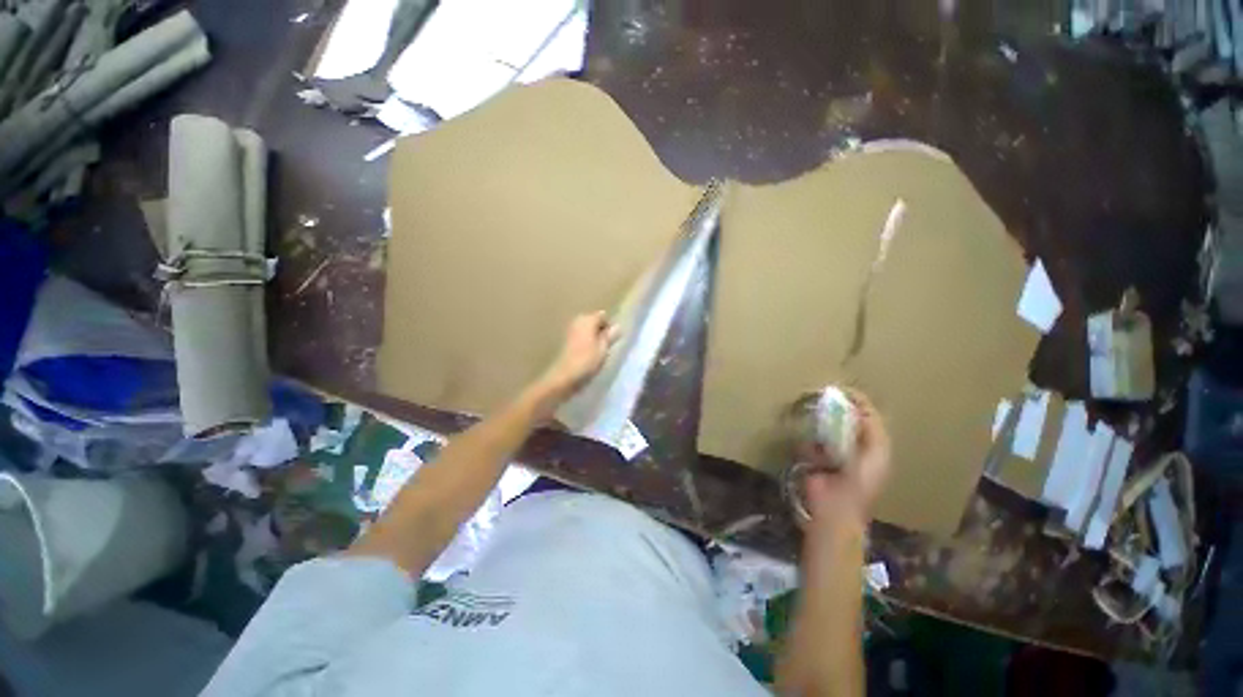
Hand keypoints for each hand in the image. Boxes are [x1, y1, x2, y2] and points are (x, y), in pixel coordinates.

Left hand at [534, 311, 618, 401]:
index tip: (612, 340)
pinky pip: (580, 336)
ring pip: (587, 329)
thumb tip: (617, 326)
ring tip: (597, 351)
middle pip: (593, 321)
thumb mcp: (603, 348)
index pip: (603, 316)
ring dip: (593, 337)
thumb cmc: (587, 361)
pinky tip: (588, 354)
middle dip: (600, 331)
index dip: (609, 326)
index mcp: (588, 319)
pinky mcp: (566, 341)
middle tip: (606, 346)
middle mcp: (577, 321)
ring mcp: (570, 330)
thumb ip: (610, 336)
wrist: (565, 376)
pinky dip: (585, 342)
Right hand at [800, 389, 890, 536]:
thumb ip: (872, 428)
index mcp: (874, 446)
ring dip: (820, 423)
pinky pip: (809, 441)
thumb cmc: (860, 481)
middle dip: (836, 409)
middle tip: (823, 398)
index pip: (867, 417)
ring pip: (826, 428)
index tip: (842, 390)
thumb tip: (859, 406)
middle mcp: (853, 446)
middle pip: (845, 420)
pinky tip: (808, 442)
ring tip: (813, 414)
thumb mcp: (876, 453)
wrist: (835, 506)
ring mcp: (831, 452)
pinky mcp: (813, 458)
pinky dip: (808, 440)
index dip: (858, 403)